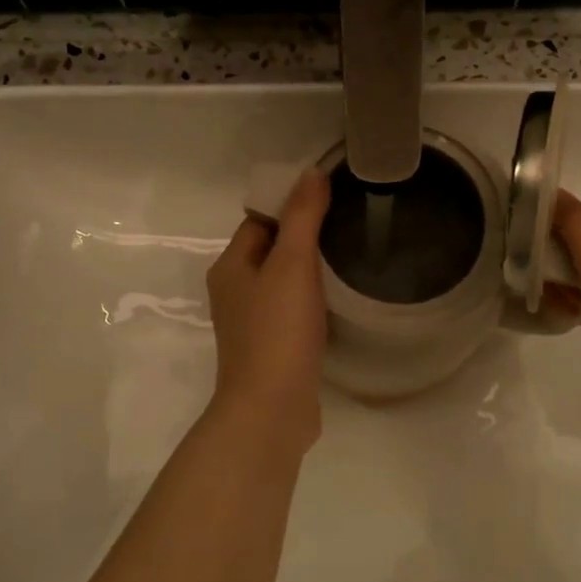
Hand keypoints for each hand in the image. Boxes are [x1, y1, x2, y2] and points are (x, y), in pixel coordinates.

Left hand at [206, 168, 330, 455]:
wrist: (272, 409)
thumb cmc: (277, 331)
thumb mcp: (292, 264)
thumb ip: (302, 216)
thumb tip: (311, 172)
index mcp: (230, 267)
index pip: (259, 221)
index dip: (290, 206)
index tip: (330, 199)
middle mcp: (234, 293)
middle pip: (271, 251)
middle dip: (304, 237)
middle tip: (348, 224)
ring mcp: (252, 324)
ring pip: (283, 283)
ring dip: (310, 271)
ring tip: (350, 257)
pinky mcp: (273, 349)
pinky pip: (292, 312)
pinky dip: (312, 301)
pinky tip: (339, 301)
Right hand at [553, 190, 580, 418]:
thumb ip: (576, 226)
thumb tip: (550, 191)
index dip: (555, 244)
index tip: (536, 268)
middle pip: (580, 246)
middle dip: (558, 269)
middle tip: (548, 293)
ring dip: (563, 288)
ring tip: (561, 309)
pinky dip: (575, 302)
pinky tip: (569, 317)